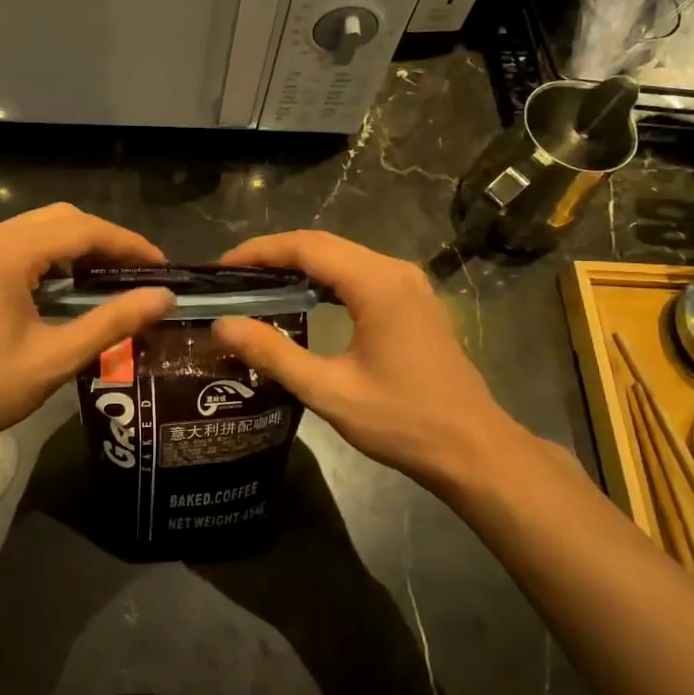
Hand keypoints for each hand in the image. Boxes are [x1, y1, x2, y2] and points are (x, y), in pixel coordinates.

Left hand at [0, 204, 172, 489]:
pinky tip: (68, 286)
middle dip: (105, 241)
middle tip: (140, 273)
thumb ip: (113, 322)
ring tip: (111, 279)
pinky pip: (18, 243)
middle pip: (62, 219)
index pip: (83, 230)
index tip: (161, 266)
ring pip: (39, 228)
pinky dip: (51, 256)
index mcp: (7, 253)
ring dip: (78, 246)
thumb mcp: (56, 357)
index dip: (128, 244)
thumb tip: (164, 298)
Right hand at [210, 231, 529, 495]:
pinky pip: (359, 274)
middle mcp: (395, 271)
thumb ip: (273, 354)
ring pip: (343, 258)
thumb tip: (223, 325)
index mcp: (377, 284)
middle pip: (324, 245)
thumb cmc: (402, 421)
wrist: (472, 449)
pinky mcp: (413, 301)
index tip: (221, 267)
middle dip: (274, 255)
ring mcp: (409, 284)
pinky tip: (303, 300)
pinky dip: (325, 280)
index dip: (260, 251)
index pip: (307, 247)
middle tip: (231, 278)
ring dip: (299, 266)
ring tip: (257, 285)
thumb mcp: (329, 391)